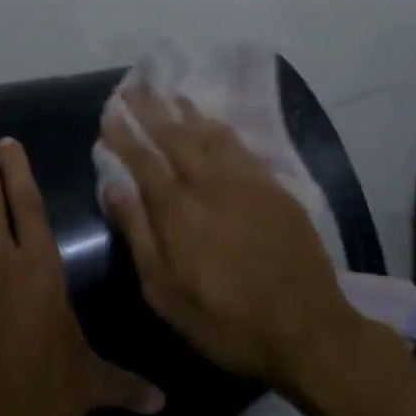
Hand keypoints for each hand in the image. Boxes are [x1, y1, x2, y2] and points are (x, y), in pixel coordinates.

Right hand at [100, 87, 364, 394]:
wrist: (306, 328)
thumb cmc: (225, 320)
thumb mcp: (165, 292)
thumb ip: (138, 234)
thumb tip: (113, 187)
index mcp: (177, 210)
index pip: (143, 160)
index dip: (124, 135)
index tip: (110, 113)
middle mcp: (209, 184)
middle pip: (174, 136)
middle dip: (151, 109)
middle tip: (134, 87)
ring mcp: (245, 182)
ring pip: (209, 134)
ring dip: (186, 111)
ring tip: (169, 93)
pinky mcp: (273, 188)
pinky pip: (240, 146)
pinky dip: (221, 128)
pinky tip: (213, 122)